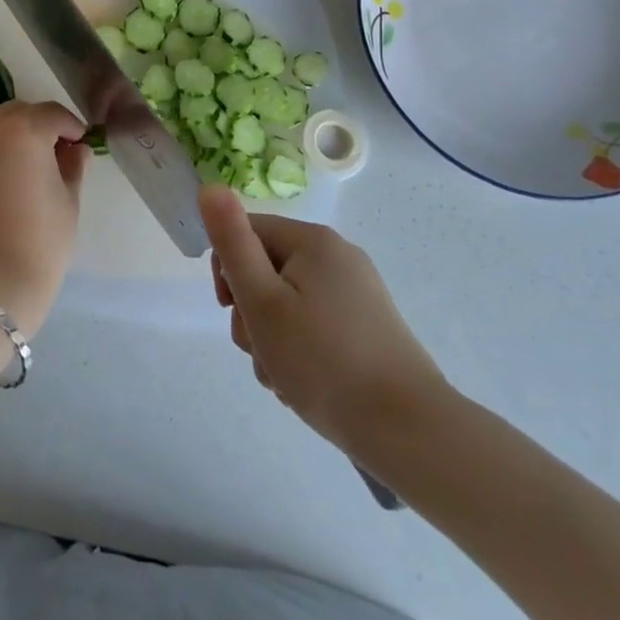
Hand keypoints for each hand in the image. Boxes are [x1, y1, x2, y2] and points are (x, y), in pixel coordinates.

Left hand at [0, 101, 90, 335]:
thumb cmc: (40, 241)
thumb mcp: (69, 201)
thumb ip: (73, 167)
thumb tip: (76, 149)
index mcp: (23, 131)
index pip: (52, 113)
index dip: (71, 126)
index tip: (82, 145)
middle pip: (18, 113)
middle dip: (40, 124)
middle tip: (58, 153)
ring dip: (15, 139)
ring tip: (32, 171)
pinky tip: (9, 188)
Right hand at [200, 186, 448, 461]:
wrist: (410, 433)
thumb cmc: (323, 362)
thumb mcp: (262, 301)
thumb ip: (232, 242)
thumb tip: (209, 186)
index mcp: (313, 240)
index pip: (246, 233)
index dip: (228, 272)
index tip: (232, 312)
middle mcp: (339, 256)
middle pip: (267, 269)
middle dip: (251, 311)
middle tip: (261, 351)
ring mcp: (358, 293)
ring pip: (289, 302)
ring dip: (272, 337)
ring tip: (283, 377)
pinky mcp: (370, 327)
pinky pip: (316, 324)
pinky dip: (302, 349)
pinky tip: (306, 384)